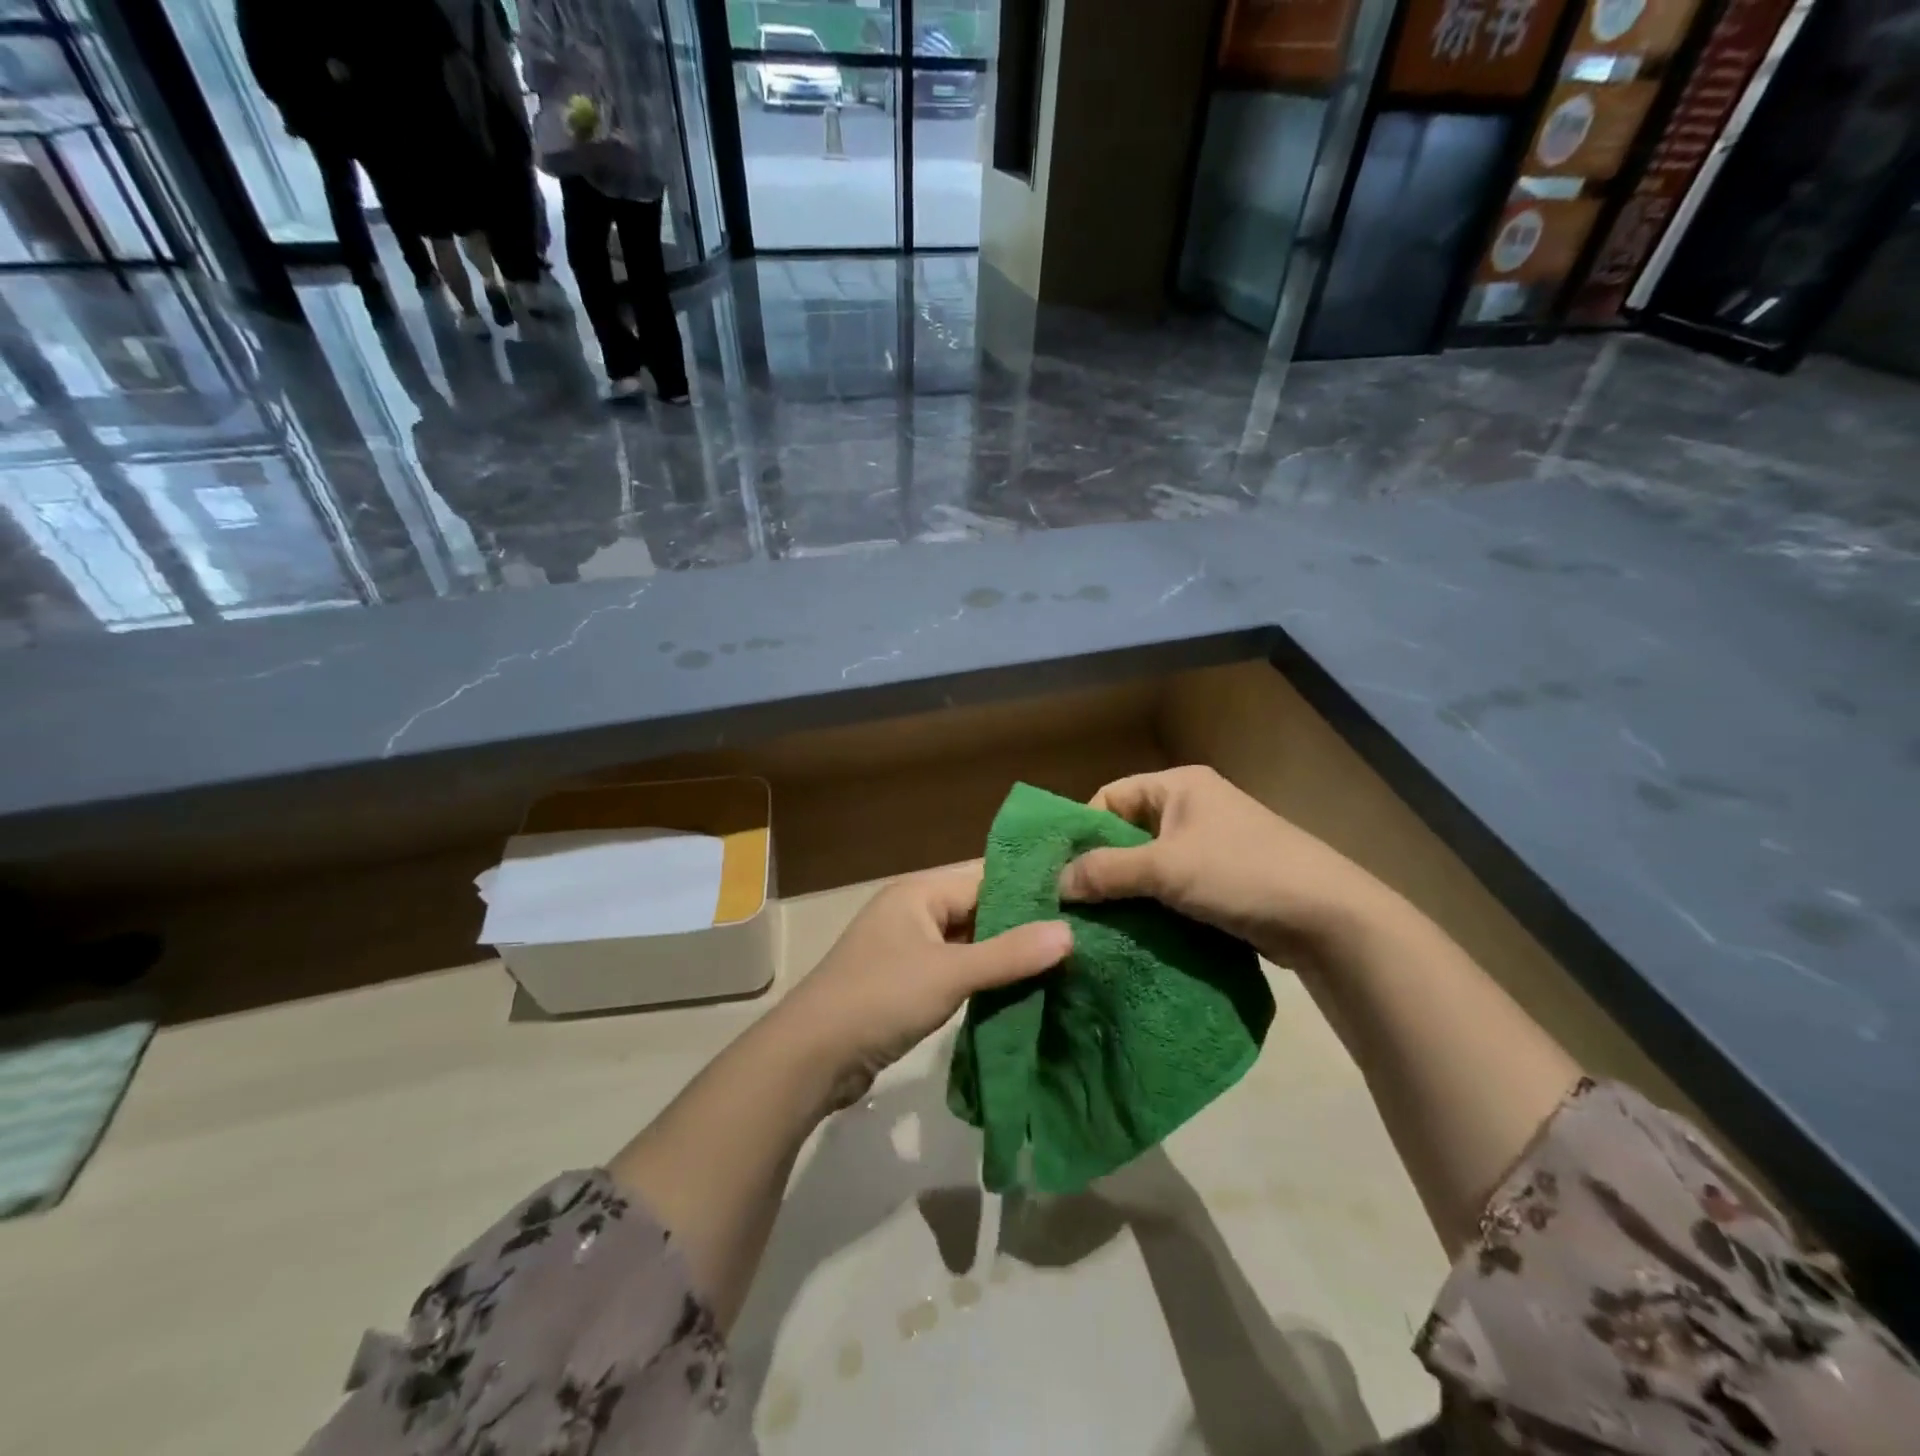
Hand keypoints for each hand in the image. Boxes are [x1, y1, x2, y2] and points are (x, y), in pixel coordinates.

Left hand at [776, 866, 1070, 1105]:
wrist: (811, 1056)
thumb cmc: (881, 998)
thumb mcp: (950, 973)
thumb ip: (1010, 954)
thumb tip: (1069, 932)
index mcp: (919, 892)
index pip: (986, 877)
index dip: (1031, 888)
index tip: (1080, 899)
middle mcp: (913, 911)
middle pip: (978, 909)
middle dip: (1022, 924)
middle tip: (1079, 935)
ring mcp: (907, 948)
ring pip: (968, 942)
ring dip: (1004, 954)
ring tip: (1062, 962)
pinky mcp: (905, 982)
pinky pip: (955, 969)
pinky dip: (983, 977)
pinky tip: (1020, 990)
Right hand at [1056, 767, 1394, 967]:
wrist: (1327, 917)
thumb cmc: (1240, 873)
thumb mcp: (1164, 868)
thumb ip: (1106, 872)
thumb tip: (1056, 884)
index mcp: (1178, 786)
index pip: (1109, 797)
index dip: (1082, 830)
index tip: (1060, 870)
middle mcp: (1191, 807)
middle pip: (1127, 832)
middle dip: (1100, 866)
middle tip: (1070, 902)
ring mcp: (1209, 845)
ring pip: (1148, 864)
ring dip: (1125, 891)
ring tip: (1094, 922)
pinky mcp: (1221, 880)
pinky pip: (1171, 887)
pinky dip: (1151, 905)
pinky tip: (1131, 931)